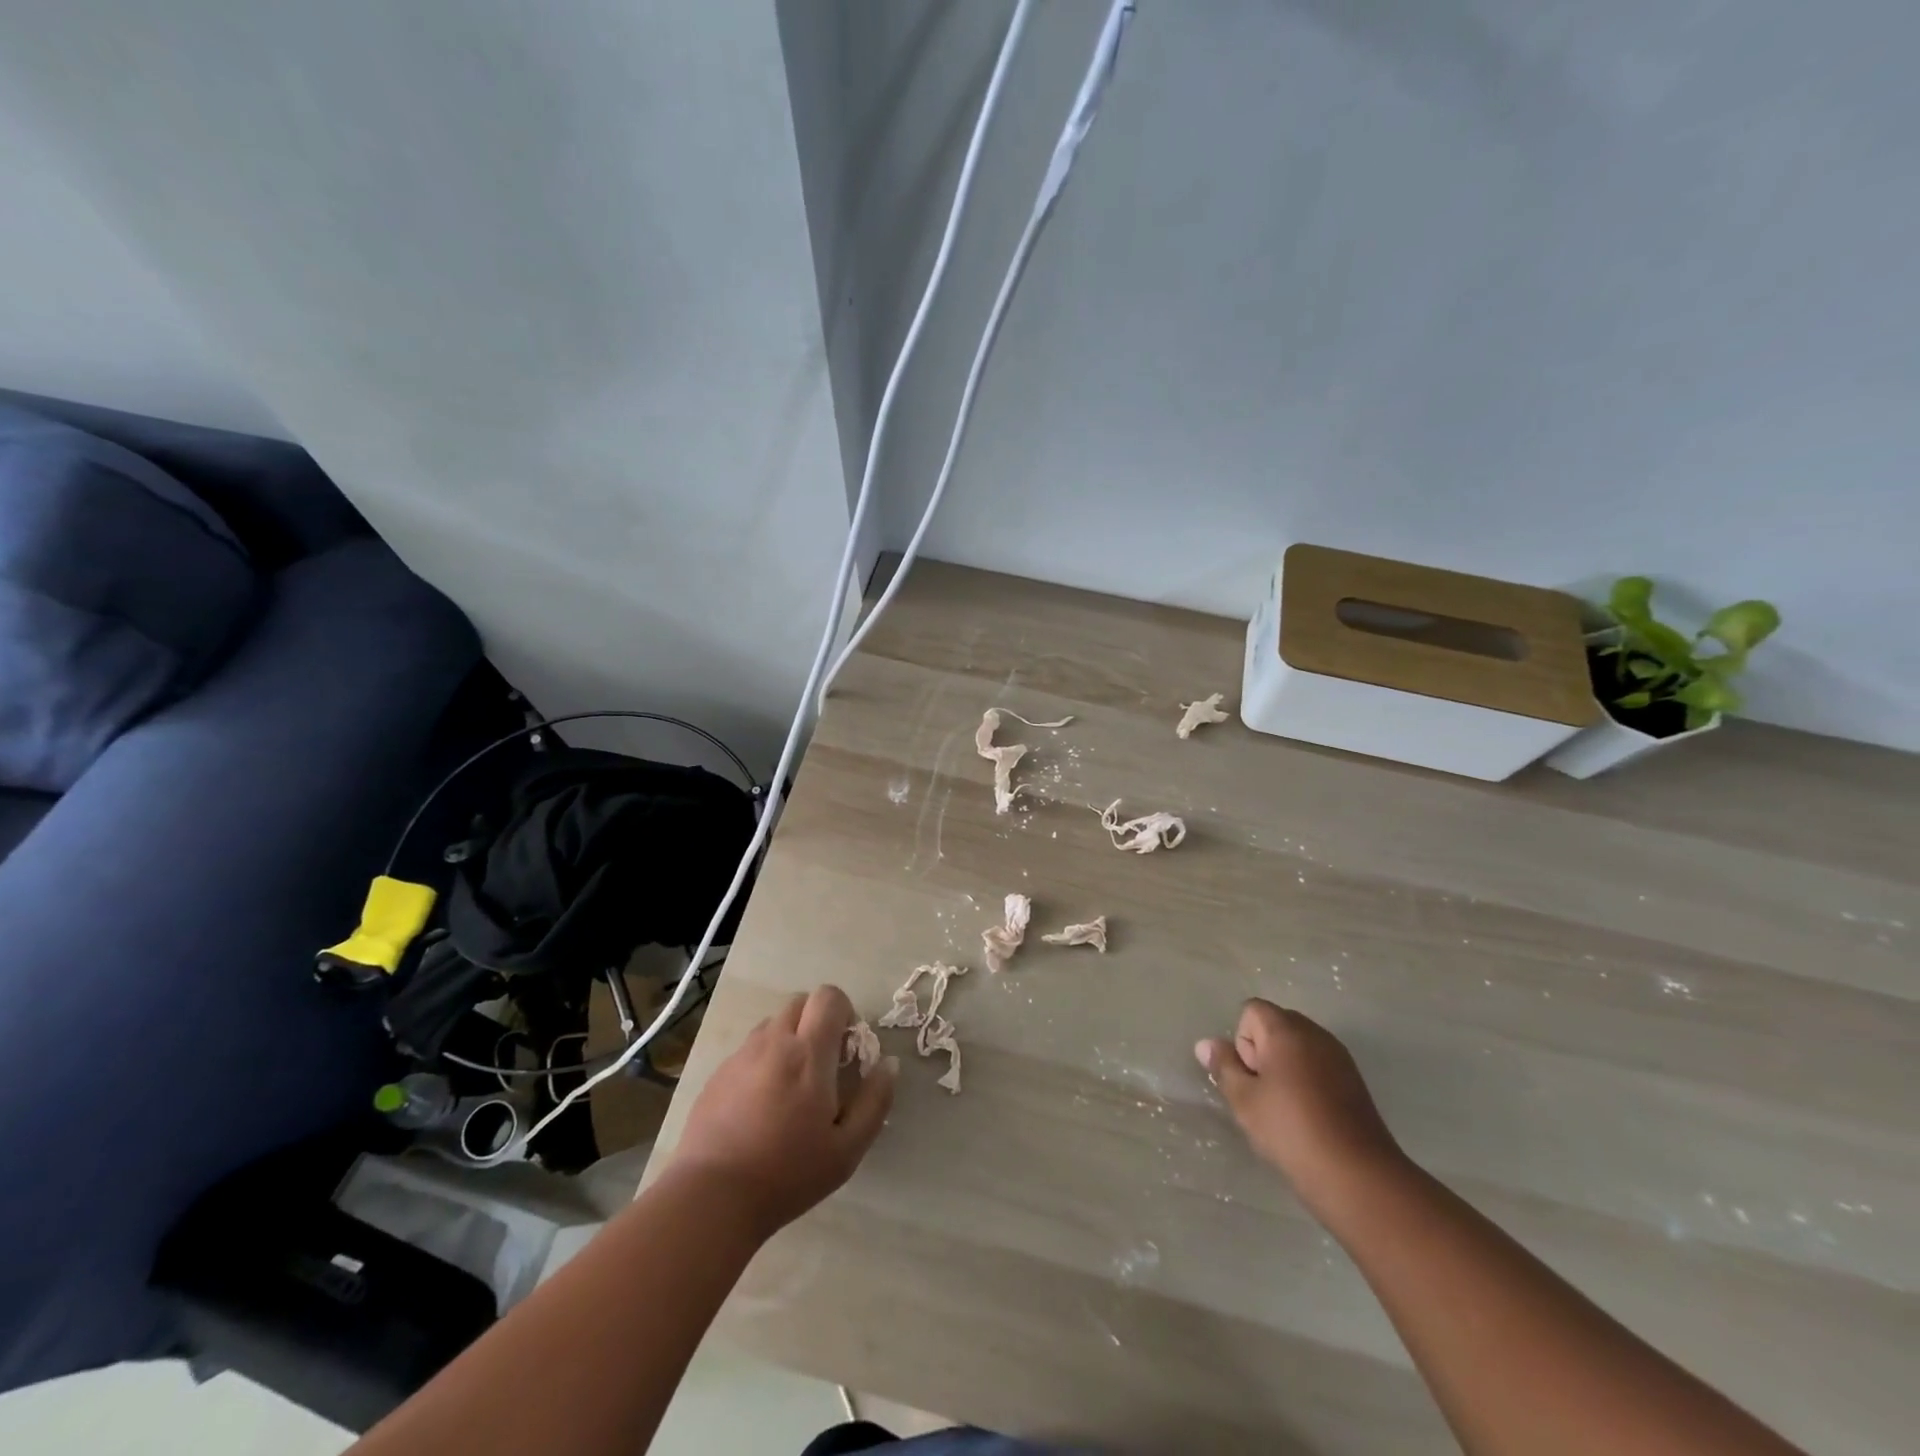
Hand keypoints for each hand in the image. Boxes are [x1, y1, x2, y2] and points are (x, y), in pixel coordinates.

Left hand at [672, 984, 895, 1238]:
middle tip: (824, 1066)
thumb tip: (888, 1064)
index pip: (829, 996)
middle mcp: (774, 1042)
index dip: (844, 1012)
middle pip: (801, 1002)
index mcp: (809, 1053)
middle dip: (818, 1022)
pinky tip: (761, 1105)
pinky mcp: (718, 1074)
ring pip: (773, 1024)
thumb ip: (875, 1101)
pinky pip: (749, 1049)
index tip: (847, 1050)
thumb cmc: (787, 1174)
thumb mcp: (847, 1149)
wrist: (711, 1198)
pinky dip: (764, 1061)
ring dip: (790, 1039)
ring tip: (792, 1086)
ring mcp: (741, 1056)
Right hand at [1196, 999, 1407, 1217]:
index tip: (1250, 1076)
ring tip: (1284, 1107)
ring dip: (1284, 1067)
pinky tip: (1308, 1115)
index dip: (1242, 1040)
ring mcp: (1339, 1056)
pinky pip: (1319, 1065)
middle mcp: (1315, 1034)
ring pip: (1298, 1047)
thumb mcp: (1244, 1100)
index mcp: (1286, 1030)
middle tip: (1262, 1092)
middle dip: (1262, 1051)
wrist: (1358, 1176)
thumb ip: (1224, 1066)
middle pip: (1276, 1024)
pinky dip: (1307, 1080)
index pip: (1251, 1010)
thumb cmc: (1291, 1130)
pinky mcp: (1355, 1081)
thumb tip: (1206, 1044)